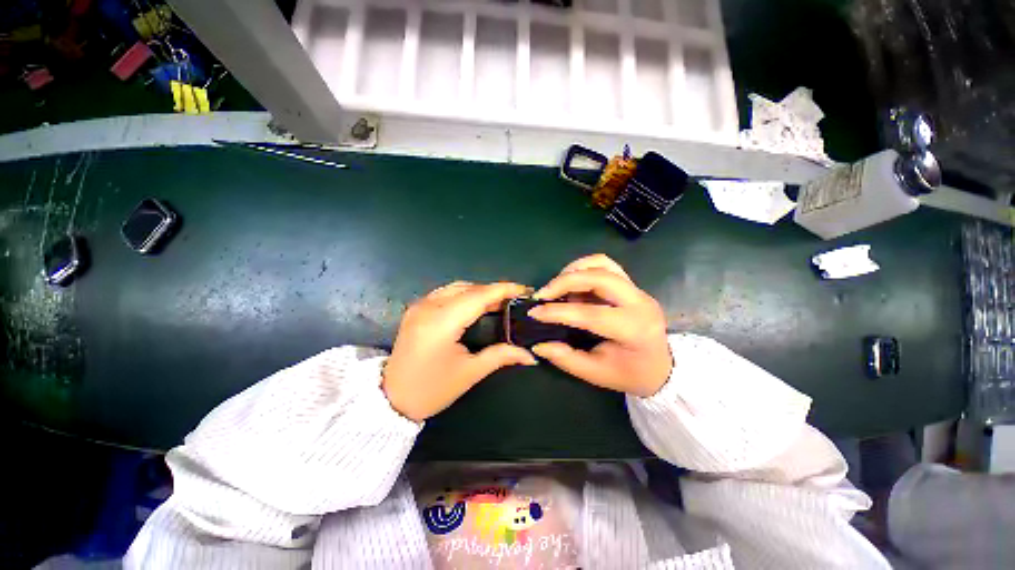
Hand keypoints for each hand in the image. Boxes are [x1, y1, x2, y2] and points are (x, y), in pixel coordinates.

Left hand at [383, 282, 537, 421]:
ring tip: (498, 303)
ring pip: (457, 287)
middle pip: (468, 288)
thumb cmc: (431, 390)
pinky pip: (446, 293)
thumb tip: (530, 355)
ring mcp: (420, 305)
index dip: (503, 290)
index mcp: (441, 322)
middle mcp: (428, 307)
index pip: (478, 296)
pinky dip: (465, 294)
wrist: (390, 399)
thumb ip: (501, 356)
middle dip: (493, 291)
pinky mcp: (416, 309)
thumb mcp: (469, 373)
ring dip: (479, 291)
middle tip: (514, 300)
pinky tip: (475, 305)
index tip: (524, 289)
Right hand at [529, 254, 671, 397]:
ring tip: (557, 288)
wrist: (659, 366)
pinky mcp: (632, 284)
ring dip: (574, 271)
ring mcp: (638, 289)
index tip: (534, 312)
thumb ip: (566, 359)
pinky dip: (584, 268)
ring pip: (602, 264)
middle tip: (543, 294)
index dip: (558, 312)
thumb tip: (538, 345)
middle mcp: (639, 303)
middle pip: (598, 277)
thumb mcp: (596, 373)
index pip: (590, 313)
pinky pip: (606, 265)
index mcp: (634, 329)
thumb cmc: (629, 373)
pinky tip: (572, 283)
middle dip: (565, 281)